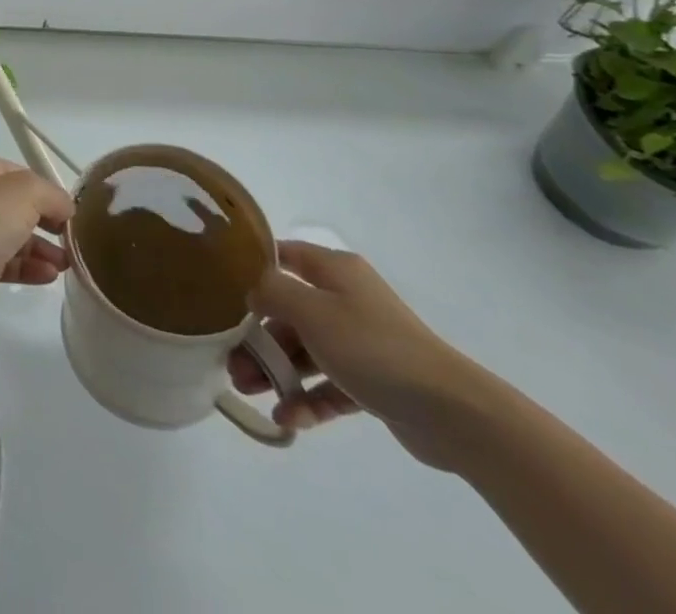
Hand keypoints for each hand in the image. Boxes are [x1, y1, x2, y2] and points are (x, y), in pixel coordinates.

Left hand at [0, 151, 72, 330]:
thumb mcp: (27, 192)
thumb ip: (53, 195)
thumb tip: (67, 208)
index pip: (21, 174)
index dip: (47, 191)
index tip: (71, 212)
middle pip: (19, 206)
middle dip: (48, 222)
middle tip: (72, 239)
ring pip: (15, 237)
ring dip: (43, 249)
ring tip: (67, 264)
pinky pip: (7, 263)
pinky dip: (29, 267)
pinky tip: (49, 276)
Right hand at [231, 242, 495, 468]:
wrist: (450, 411)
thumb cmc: (372, 346)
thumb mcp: (312, 311)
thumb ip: (273, 292)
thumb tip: (254, 289)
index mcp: (335, 271)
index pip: (286, 256)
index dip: (255, 268)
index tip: (224, 287)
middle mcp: (346, 299)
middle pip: (290, 311)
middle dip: (260, 337)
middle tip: (232, 362)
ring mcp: (361, 341)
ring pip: (307, 351)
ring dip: (278, 371)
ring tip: (249, 393)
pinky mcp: (373, 381)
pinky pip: (330, 385)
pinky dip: (308, 398)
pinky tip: (287, 419)